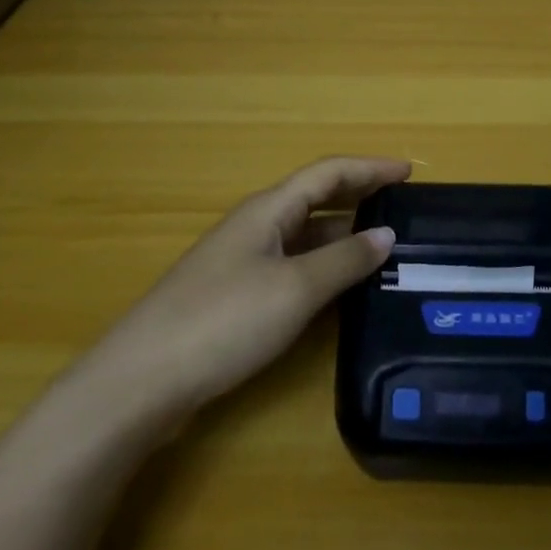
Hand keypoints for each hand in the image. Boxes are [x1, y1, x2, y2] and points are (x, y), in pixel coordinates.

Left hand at [89, 156, 407, 420]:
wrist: (141, 381)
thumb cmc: (223, 321)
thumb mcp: (295, 289)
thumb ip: (344, 261)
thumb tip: (387, 234)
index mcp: (270, 209)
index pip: (329, 172)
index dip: (370, 168)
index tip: (409, 172)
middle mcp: (257, 225)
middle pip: (316, 198)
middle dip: (359, 197)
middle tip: (403, 207)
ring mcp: (243, 261)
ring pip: (305, 235)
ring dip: (343, 236)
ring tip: (385, 248)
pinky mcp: (236, 295)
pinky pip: (293, 265)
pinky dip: (324, 266)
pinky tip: (342, 288)